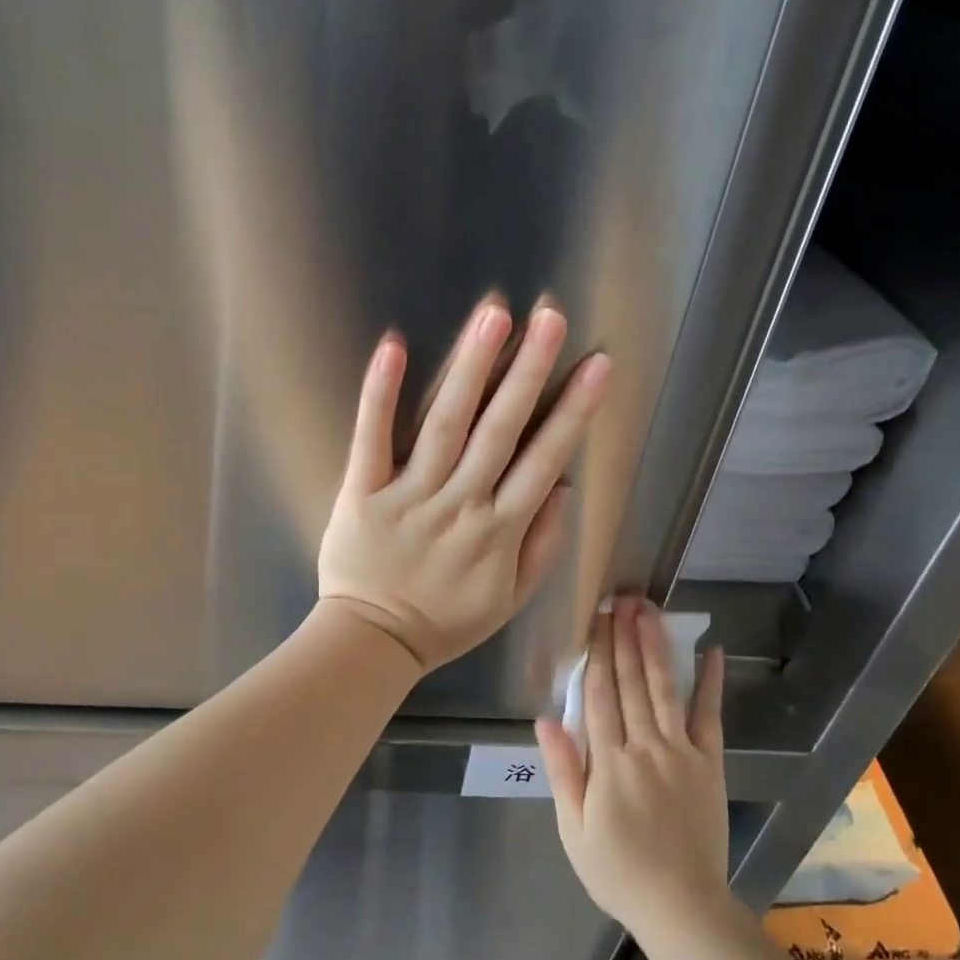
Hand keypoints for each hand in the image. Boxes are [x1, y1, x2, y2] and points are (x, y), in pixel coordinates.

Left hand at [317, 299, 610, 673]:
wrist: (372, 642)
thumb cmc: (446, 621)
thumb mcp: (510, 599)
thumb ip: (541, 545)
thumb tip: (563, 488)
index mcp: (499, 531)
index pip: (544, 460)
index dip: (573, 411)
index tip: (596, 365)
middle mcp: (459, 504)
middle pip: (500, 431)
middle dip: (528, 371)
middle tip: (550, 317)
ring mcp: (409, 495)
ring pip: (445, 425)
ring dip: (470, 369)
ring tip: (492, 316)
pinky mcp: (362, 492)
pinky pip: (371, 438)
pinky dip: (381, 393)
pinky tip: (395, 347)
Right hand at [537, 599, 731, 941]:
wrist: (681, 906)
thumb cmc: (618, 871)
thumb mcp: (574, 830)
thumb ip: (562, 771)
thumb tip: (546, 719)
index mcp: (608, 762)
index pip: (599, 696)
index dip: (596, 654)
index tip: (594, 620)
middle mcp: (645, 746)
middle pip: (631, 683)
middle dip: (624, 637)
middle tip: (621, 599)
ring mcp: (681, 752)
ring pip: (665, 688)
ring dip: (655, 646)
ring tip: (649, 611)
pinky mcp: (710, 762)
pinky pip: (710, 715)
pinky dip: (710, 682)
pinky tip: (710, 650)